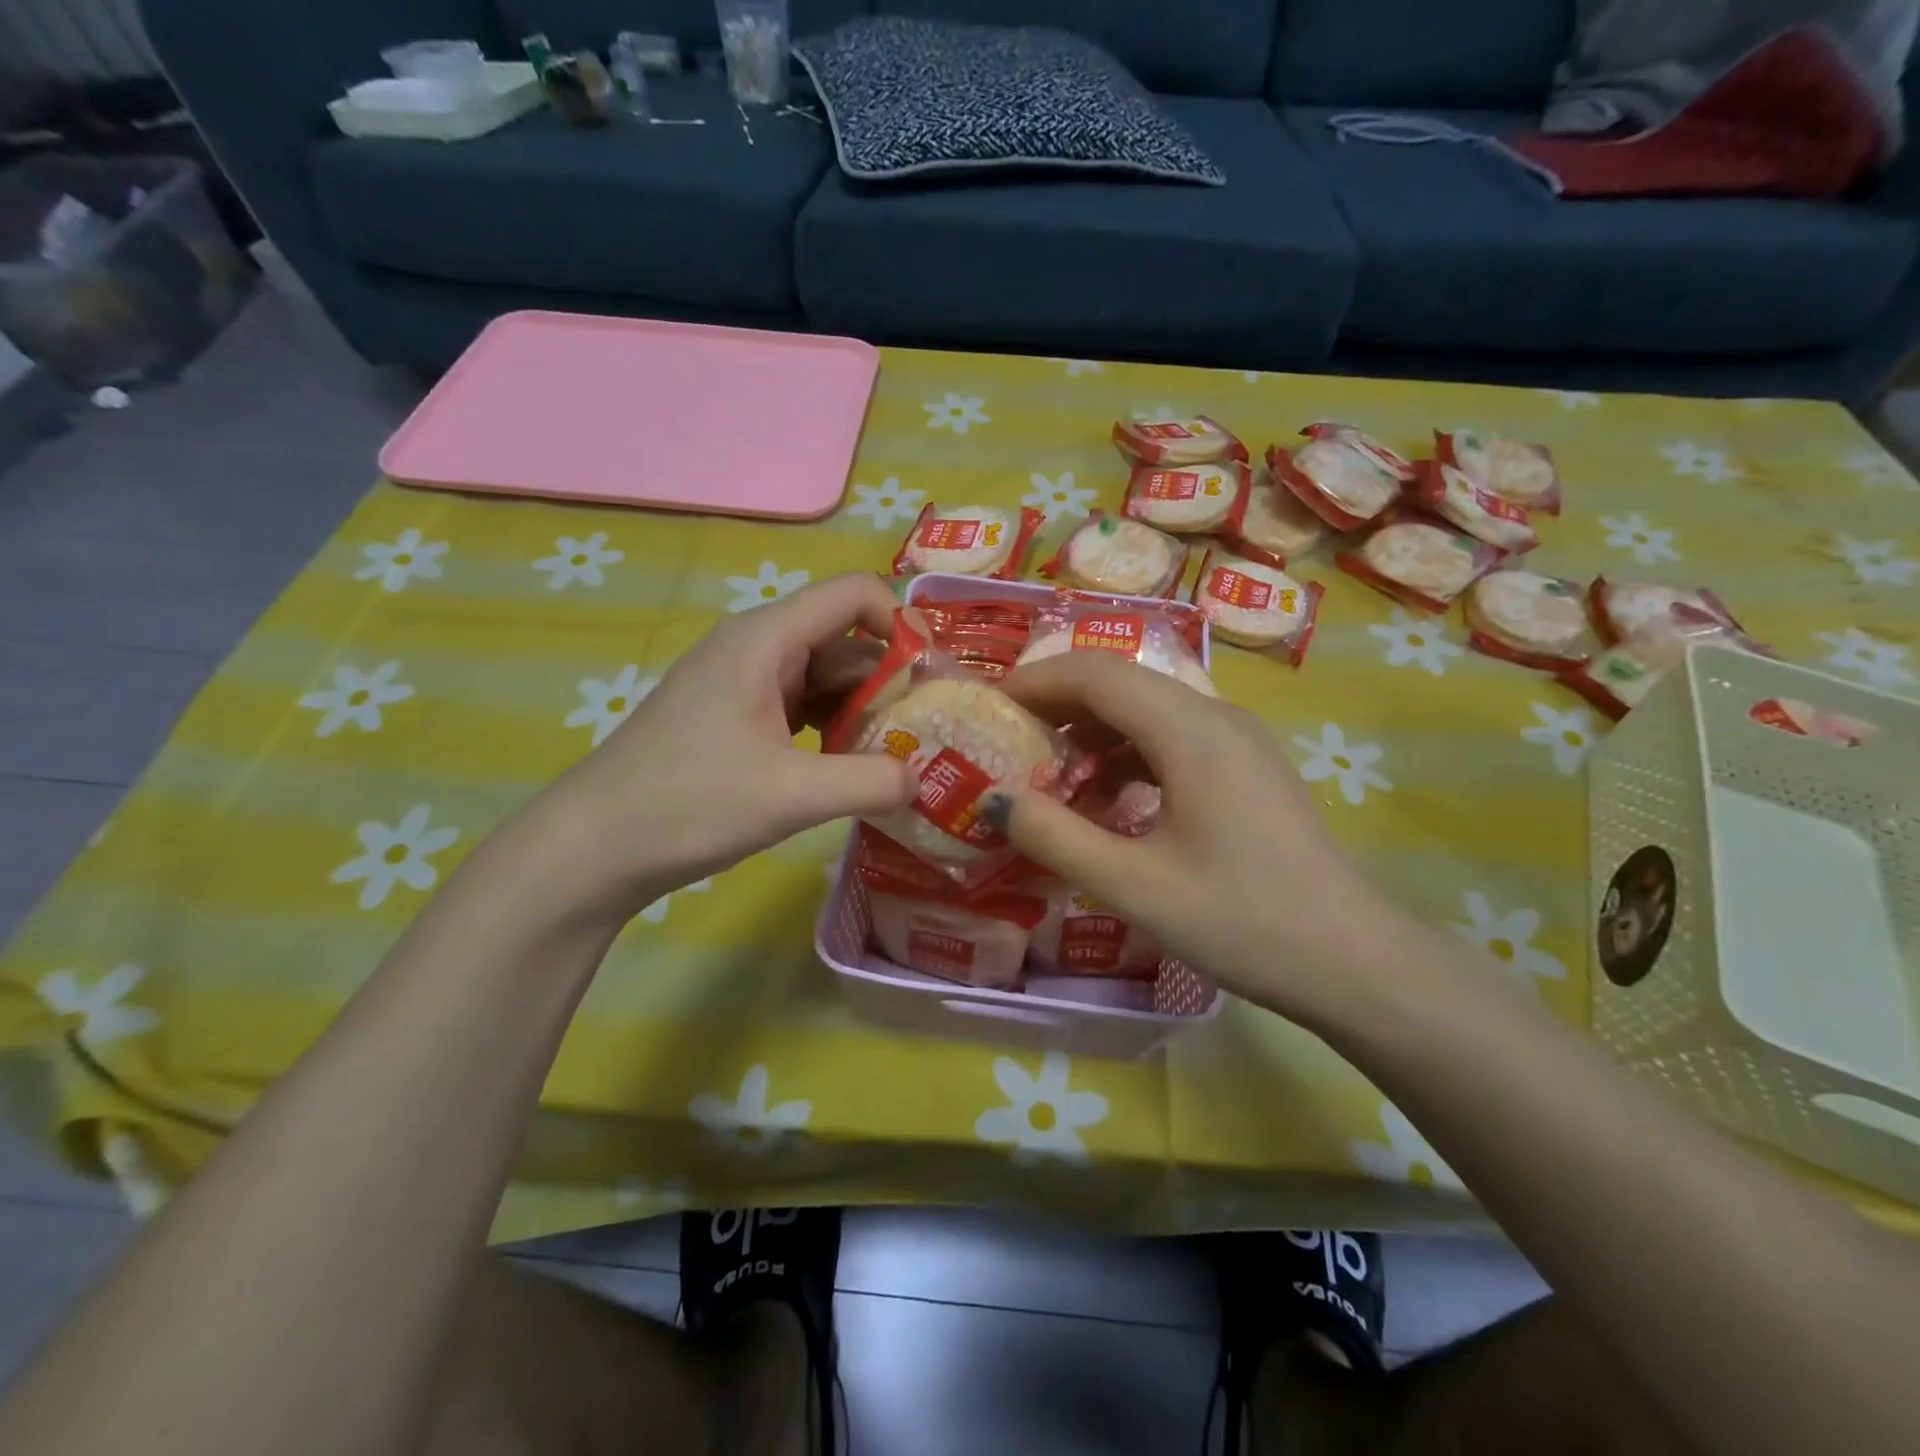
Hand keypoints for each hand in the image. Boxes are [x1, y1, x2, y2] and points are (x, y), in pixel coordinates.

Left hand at [536, 573, 915, 915]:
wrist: (593, 846)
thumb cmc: (688, 804)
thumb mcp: (792, 795)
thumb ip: (871, 781)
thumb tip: (922, 777)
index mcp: (766, 639)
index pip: (855, 594)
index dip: (904, 624)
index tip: (932, 680)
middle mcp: (756, 646)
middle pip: (845, 639)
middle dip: (890, 680)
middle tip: (926, 735)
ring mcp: (741, 681)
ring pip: (824, 676)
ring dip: (863, 710)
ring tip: (894, 756)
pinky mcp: (733, 714)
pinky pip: (800, 704)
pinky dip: (832, 728)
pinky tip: (847, 767)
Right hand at [997, 652, 1421, 1023]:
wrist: (1354, 961)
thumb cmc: (1243, 922)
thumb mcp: (1134, 887)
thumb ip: (1055, 837)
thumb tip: (993, 799)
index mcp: (1190, 731)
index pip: (1096, 673)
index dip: (1035, 682)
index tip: (987, 707)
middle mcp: (1216, 716)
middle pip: (1120, 684)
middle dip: (1057, 706)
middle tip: (1007, 744)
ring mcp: (1238, 740)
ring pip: (1146, 711)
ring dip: (1091, 733)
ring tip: (1050, 779)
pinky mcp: (1246, 767)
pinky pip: (1171, 740)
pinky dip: (1126, 757)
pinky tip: (1107, 802)